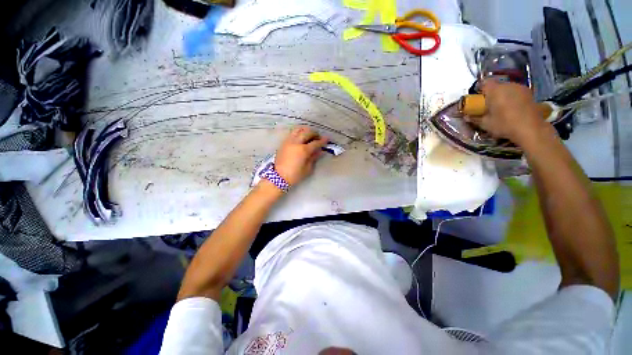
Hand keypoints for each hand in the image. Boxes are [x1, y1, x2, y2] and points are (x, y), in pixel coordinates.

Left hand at [275, 126, 327, 185]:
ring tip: (309, 134)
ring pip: (298, 129)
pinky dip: (298, 132)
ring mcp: (289, 141)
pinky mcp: (284, 143)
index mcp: (303, 150)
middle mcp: (296, 143)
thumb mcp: (307, 168)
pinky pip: (292, 133)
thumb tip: (320, 151)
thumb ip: (314, 157)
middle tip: (318, 137)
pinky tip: (301, 137)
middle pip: (307, 132)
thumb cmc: (295, 175)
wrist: (278, 177)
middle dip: (314, 133)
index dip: (322, 140)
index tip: (327, 139)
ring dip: (306, 130)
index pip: (315, 143)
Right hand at [468, 80, 548, 145]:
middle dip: (491, 93)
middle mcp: (508, 85)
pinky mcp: (529, 94)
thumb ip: (475, 118)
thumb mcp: (485, 124)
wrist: (530, 129)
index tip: (477, 99)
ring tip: (500, 107)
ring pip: (507, 88)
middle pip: (496, 85)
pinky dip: (512, 98)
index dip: (479, 89)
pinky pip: (516, 92)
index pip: (484, 83)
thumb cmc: (504, 124)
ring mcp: (520, 88)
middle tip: (488, 105)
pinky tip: (511, 108)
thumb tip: (466, 117)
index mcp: (495, 90)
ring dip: (502, 95)